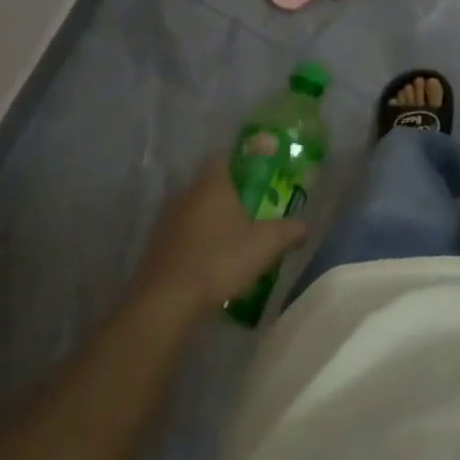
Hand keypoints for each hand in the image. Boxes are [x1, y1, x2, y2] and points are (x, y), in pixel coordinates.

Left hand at [128, 165, 307, 320]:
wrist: (167, 302)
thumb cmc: (220, 260)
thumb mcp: (267, 244)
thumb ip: (290, 231)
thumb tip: (303, 226)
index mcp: (211, 185)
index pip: (223, 157)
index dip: (242, 162)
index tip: (260, 175)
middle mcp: (185, 195)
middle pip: (210, 185)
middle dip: (232, 195)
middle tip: (255, 210)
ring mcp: (167, 221)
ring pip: (196, 211)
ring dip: (214, 221)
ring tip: (236, 240)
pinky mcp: (157, 247)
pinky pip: (184, 235)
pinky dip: (199, 242)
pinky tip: (214, 262)